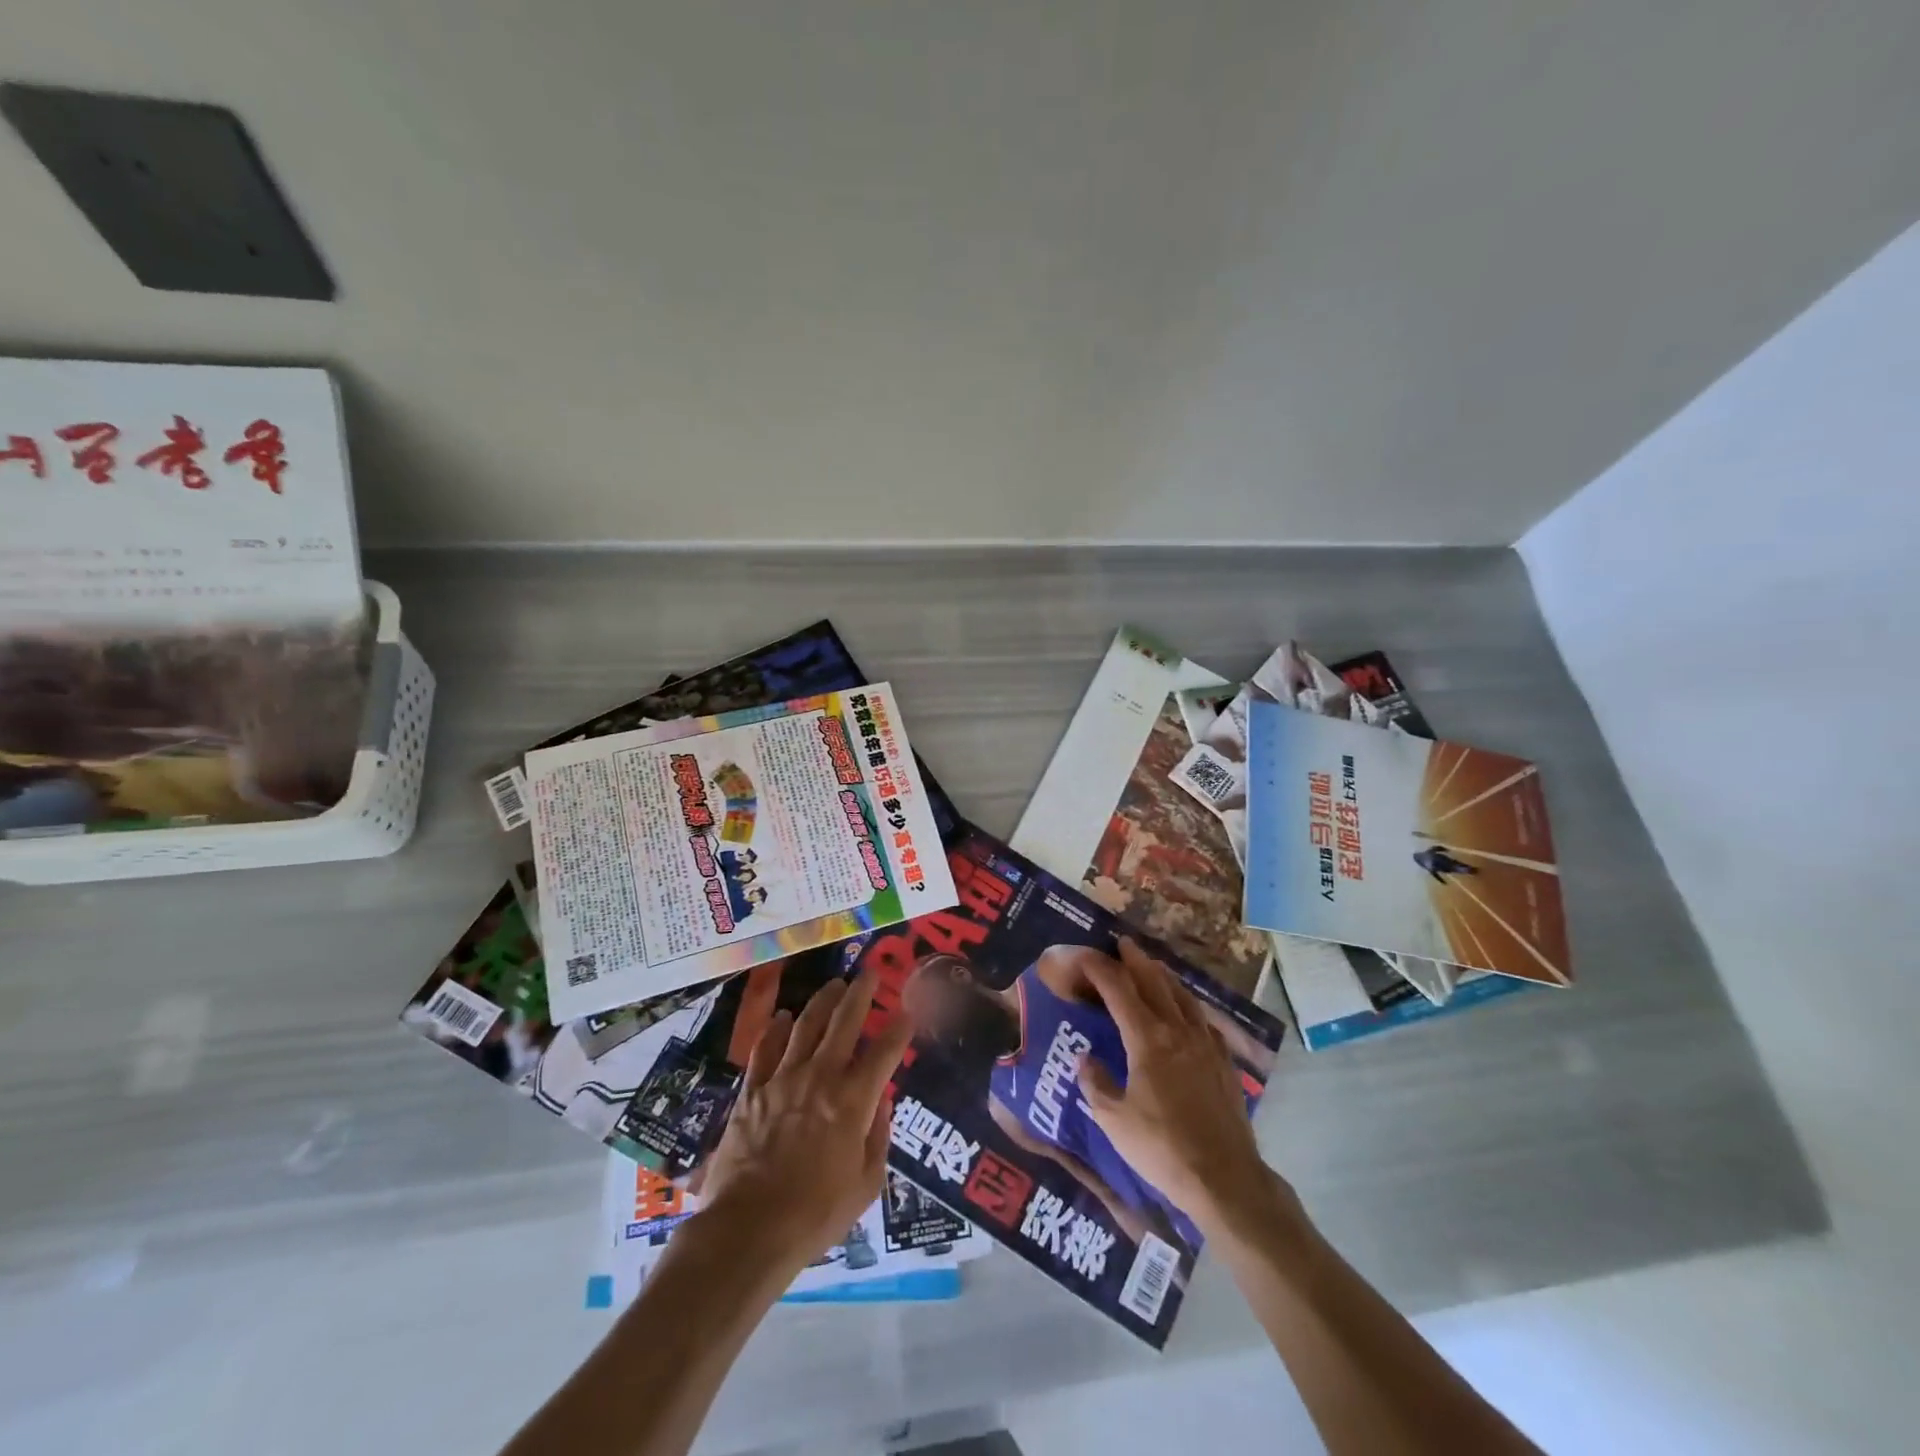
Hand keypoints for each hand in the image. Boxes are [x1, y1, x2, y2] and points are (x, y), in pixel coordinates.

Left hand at [696, 966, 913, 1274]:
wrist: (748, 1230)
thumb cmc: (815, 1215)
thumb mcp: (865, 1185)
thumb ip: (877, 1138)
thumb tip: (880, 1104)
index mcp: (852, 1101)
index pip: (884, 1052)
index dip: (899, 1028)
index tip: (908, 1011)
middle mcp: (820, 1078)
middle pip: (844, 1023)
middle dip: (860, 994)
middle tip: (871, 973)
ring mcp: (782, 1080)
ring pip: (805, 1026)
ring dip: (822, 1002)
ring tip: (834, 985)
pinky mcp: (752, 1091)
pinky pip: (765, 1049)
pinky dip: (774, 1029)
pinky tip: (782, 1016)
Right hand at [1075, 937, 1284, 1233]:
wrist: (1224, 1177)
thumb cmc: (1162, 1147)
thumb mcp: (1114, 1120)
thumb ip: (1096, 1083)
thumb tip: (1087, 1058)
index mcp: (1147, 1039)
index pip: (1118, 990)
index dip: (1098, 968)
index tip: (1082, 954)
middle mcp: (1178, 1030)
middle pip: (1154, 982)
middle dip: (1135, 960)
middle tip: (1122, 943)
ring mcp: (1206, 1044)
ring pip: (1183, 996)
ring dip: (1164, 976)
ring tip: (1153, 966)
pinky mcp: (1225, 1062)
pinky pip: (1204, 1020)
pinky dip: (1189, 1005)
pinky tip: (1188, 1011)